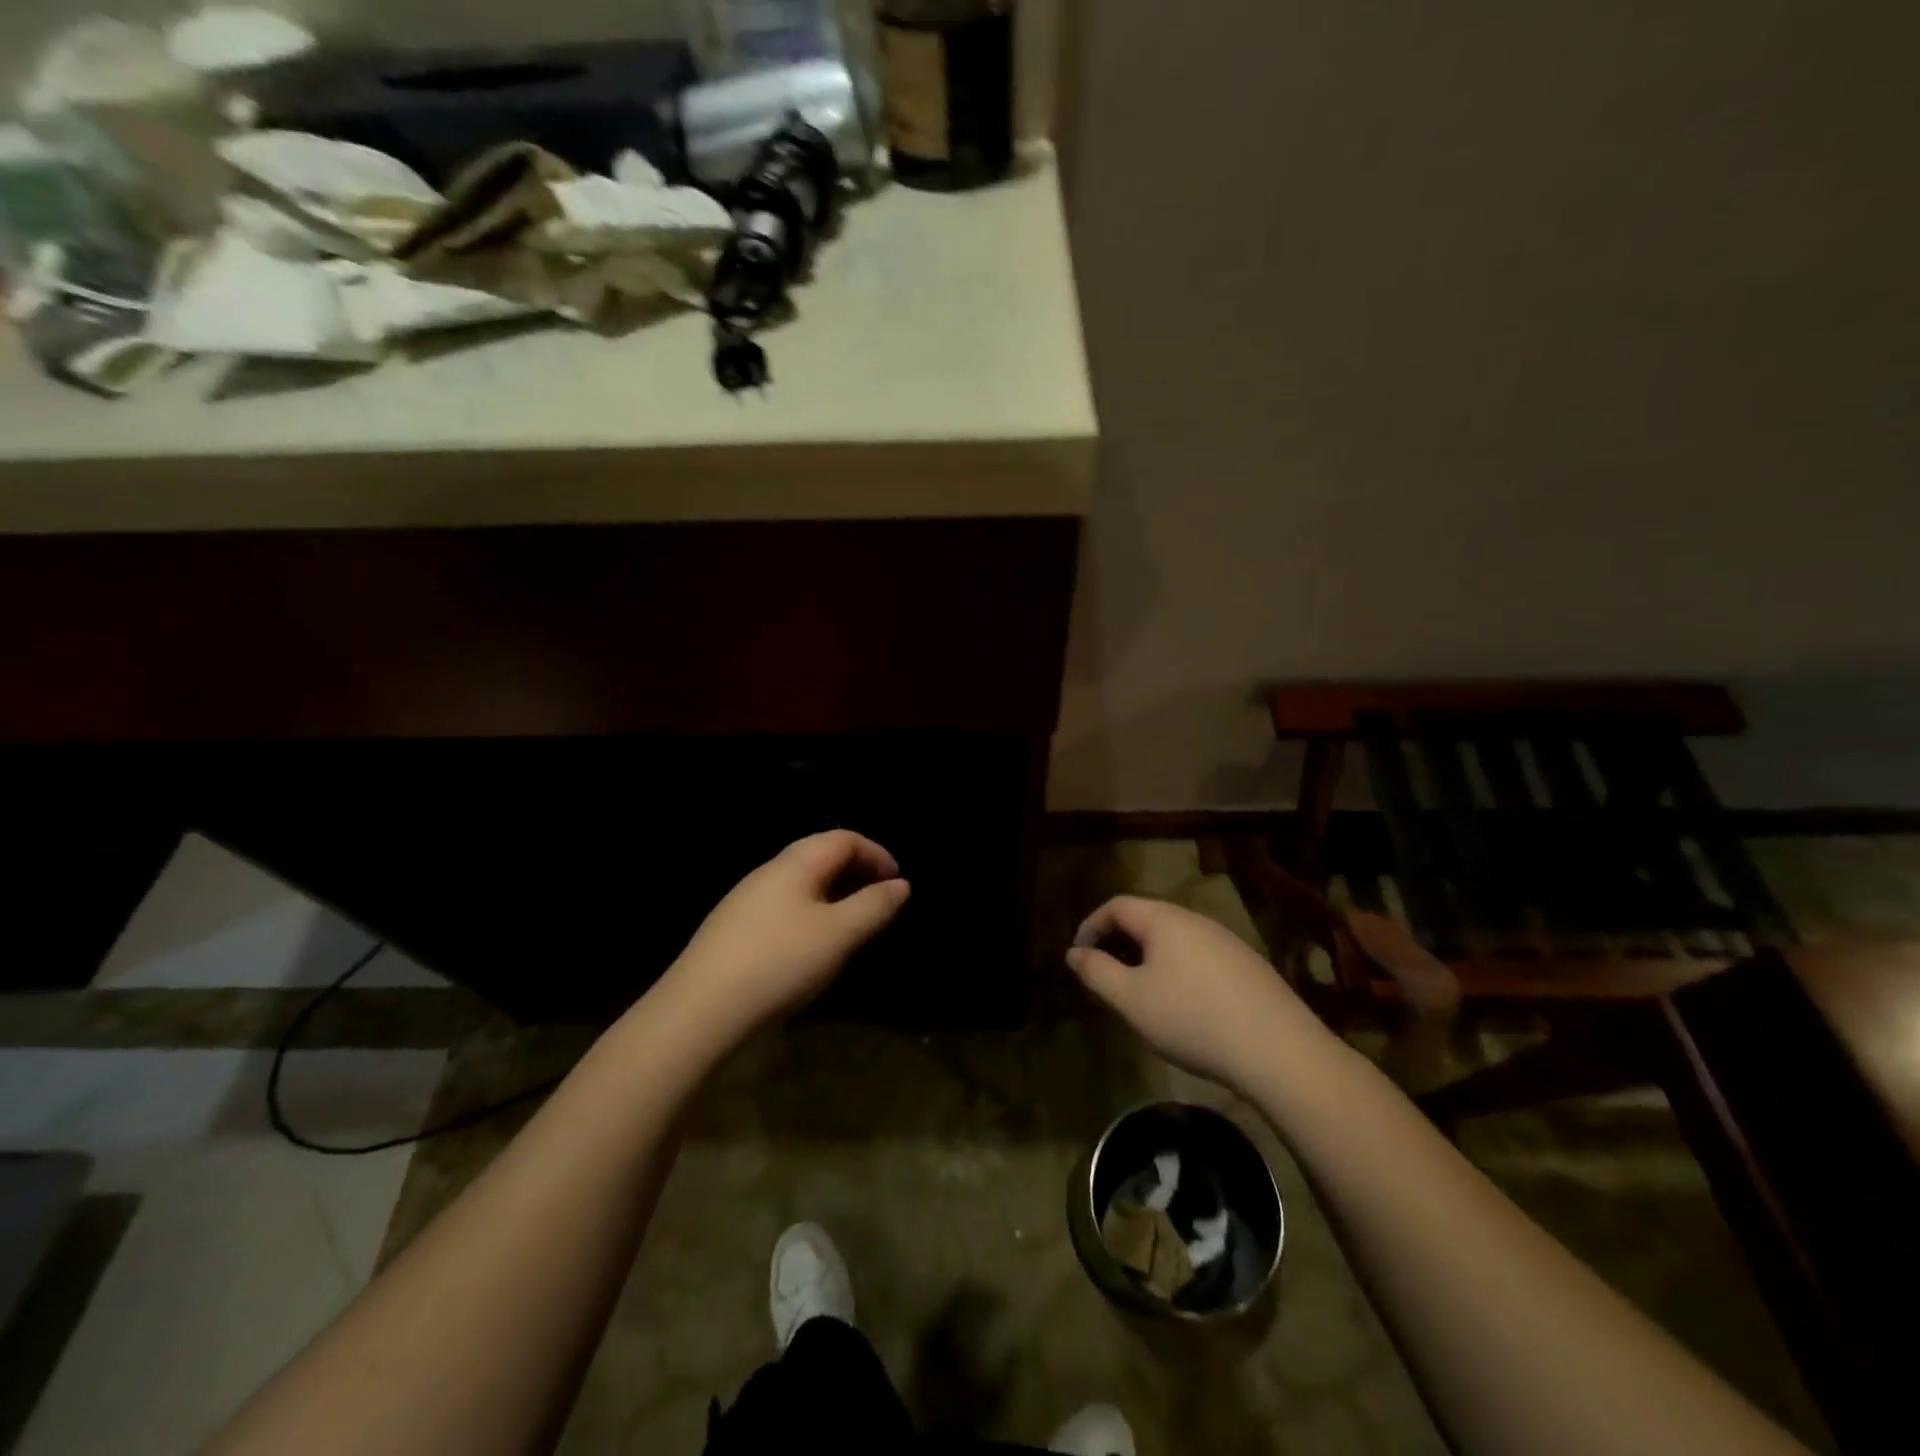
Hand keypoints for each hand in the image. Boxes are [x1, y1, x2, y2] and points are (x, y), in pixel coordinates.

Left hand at [661, 831, 909, 1045]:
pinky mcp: (734, 930)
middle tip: (880, 902)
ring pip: (801, 884)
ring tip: (853, 927)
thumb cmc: (779, 963)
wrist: (700, 1012)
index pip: (843, 838)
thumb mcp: (838, 935)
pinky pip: (784, 907)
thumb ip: (874, 906)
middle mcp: (768, 872)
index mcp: (795, 863)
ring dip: (834, 895)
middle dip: (856, 872)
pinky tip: (812, 948)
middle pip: (820, 855)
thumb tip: (901, 885)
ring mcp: (746, 901)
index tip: (898, 883)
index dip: (877, 854)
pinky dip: (812, 914)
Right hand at [1066, 896, 1322, 1090]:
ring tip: (1138, 992)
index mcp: (1164, 919)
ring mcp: (1226, 941)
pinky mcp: (1248, 966)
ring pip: (1174, 939)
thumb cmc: (1193, 1018)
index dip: (1090, 926)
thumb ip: (1097, 972)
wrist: (1280, 1050)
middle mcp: (1196, 920)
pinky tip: (1182, 1006)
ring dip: (1147, 957)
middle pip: (1146, 918)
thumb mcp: (1132, 1000)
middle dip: (1118, 942)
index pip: (1116, 905)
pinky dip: (1176, 970)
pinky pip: (1198, 957)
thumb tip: (1074, 953)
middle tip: (1103, 975)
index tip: (1078, 957)